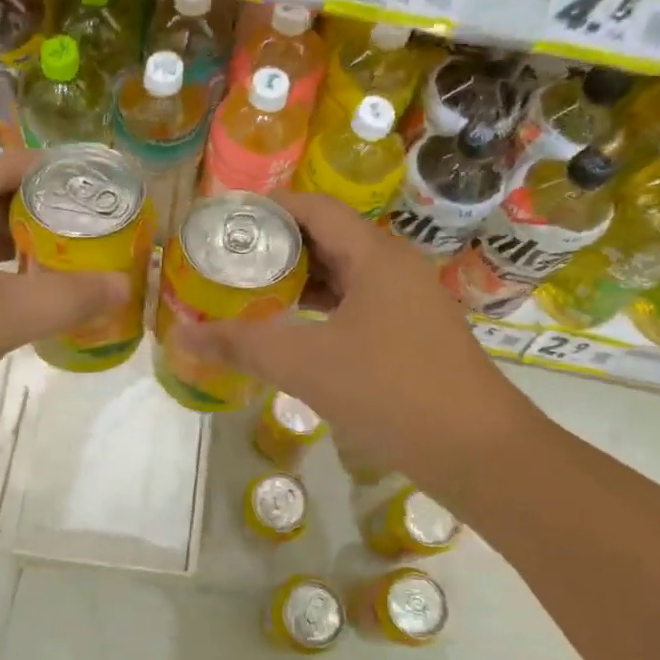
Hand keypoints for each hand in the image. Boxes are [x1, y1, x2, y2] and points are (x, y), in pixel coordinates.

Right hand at [176, 192, 542, 484]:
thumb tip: (180, 335)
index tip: (225, 223)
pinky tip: (295, 332)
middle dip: (277, 247)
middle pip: (328, 238)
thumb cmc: (391, 391)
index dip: (267, 208)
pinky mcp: (414, 335)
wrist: (478, 452)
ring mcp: (410, 303)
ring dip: (300, 281)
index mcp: (374, 255)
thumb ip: (240, 345)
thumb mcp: (305, 364)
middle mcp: (395, 268)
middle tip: (228, 262)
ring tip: (251, 293)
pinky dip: (323, 310)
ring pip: (345, 276)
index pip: (314, 207)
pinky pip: (359, 306)